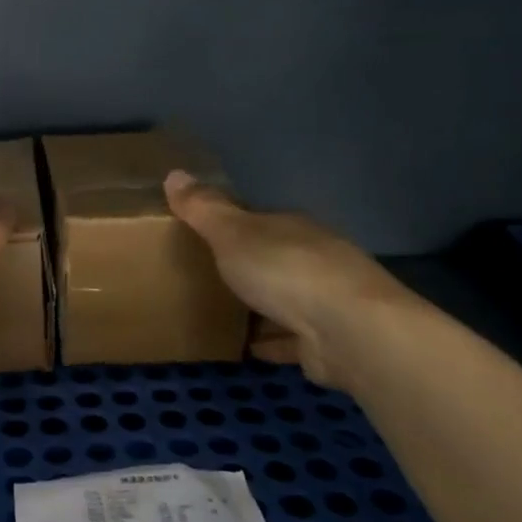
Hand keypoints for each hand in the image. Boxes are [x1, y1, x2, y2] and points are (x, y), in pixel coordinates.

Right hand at [164, 171, 417, 389]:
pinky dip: (271, 341)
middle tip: (207, 276)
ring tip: (222, 314)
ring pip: (285, 299)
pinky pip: (290, 338)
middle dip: (248, 266)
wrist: (347, 331)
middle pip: (274, 259)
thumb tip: (174, 173)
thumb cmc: (284, 271)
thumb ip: (203, 209)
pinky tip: (248, 348)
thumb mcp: (232, 233)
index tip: (202, 236)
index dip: (232, 226)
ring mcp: (325, 301)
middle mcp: (314, 259)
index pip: (259, 221)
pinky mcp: (326, 341)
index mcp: (292, 228)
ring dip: (261, 306)